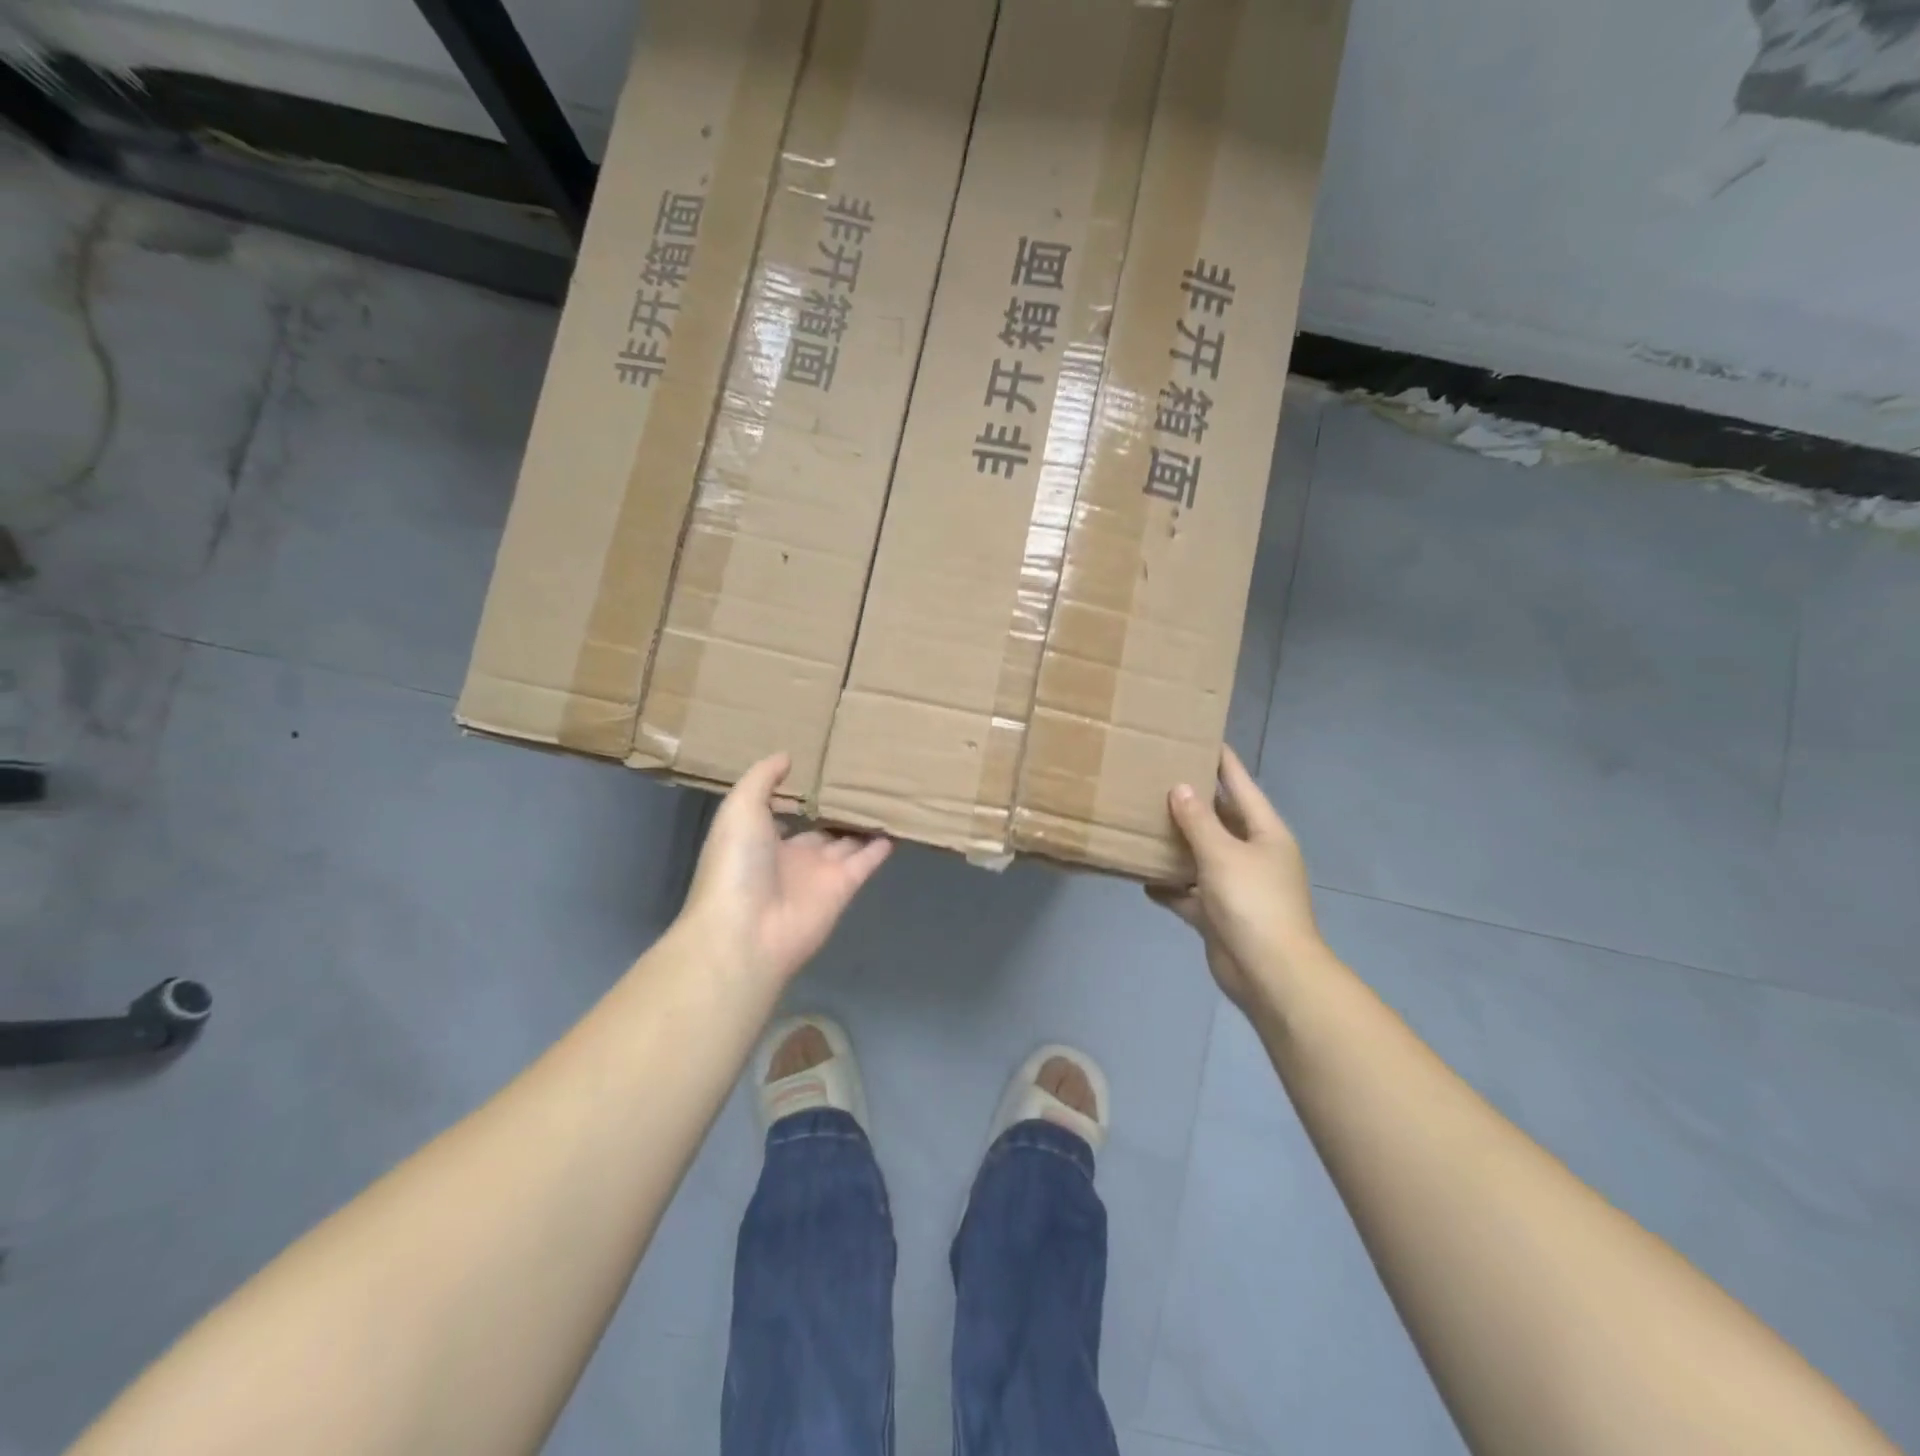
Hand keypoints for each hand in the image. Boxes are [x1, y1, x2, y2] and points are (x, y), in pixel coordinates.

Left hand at [682, 754, 891, 985]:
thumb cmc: (736, 864)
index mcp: (758, 839)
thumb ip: (762, 779)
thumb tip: (787, 756)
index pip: (780, 814)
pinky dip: (880, 847)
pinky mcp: (843, 888)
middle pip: (817, 829)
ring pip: (845, 843)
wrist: (747, 930)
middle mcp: (789, 856)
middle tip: (859, 781)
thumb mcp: (739, 808)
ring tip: (884, 797)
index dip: (795, 797)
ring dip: (861, 825)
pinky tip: (895, 827)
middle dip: (833, 810)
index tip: (817, 772)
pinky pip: (865, 861)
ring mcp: (817, 874)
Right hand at [1147, 747, 1324, 1012]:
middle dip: (1192, 804)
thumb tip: (1180, 788)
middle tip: (1157, 779)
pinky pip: (1189, 893)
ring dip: (1176, 846)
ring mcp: (1236, 887)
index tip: (1204, 738)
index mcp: (1265, 833)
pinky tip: (1142, 878)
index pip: (1242, 786)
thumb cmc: (1252, 902)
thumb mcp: (1222, 853)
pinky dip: (1169, 887)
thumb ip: (1198, 820)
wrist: (1270, 973)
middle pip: (1220, 821)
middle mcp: (1253, 855)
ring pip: (1201, 857)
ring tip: (1143, 824)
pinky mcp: (1219, 915)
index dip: (1224, 763)